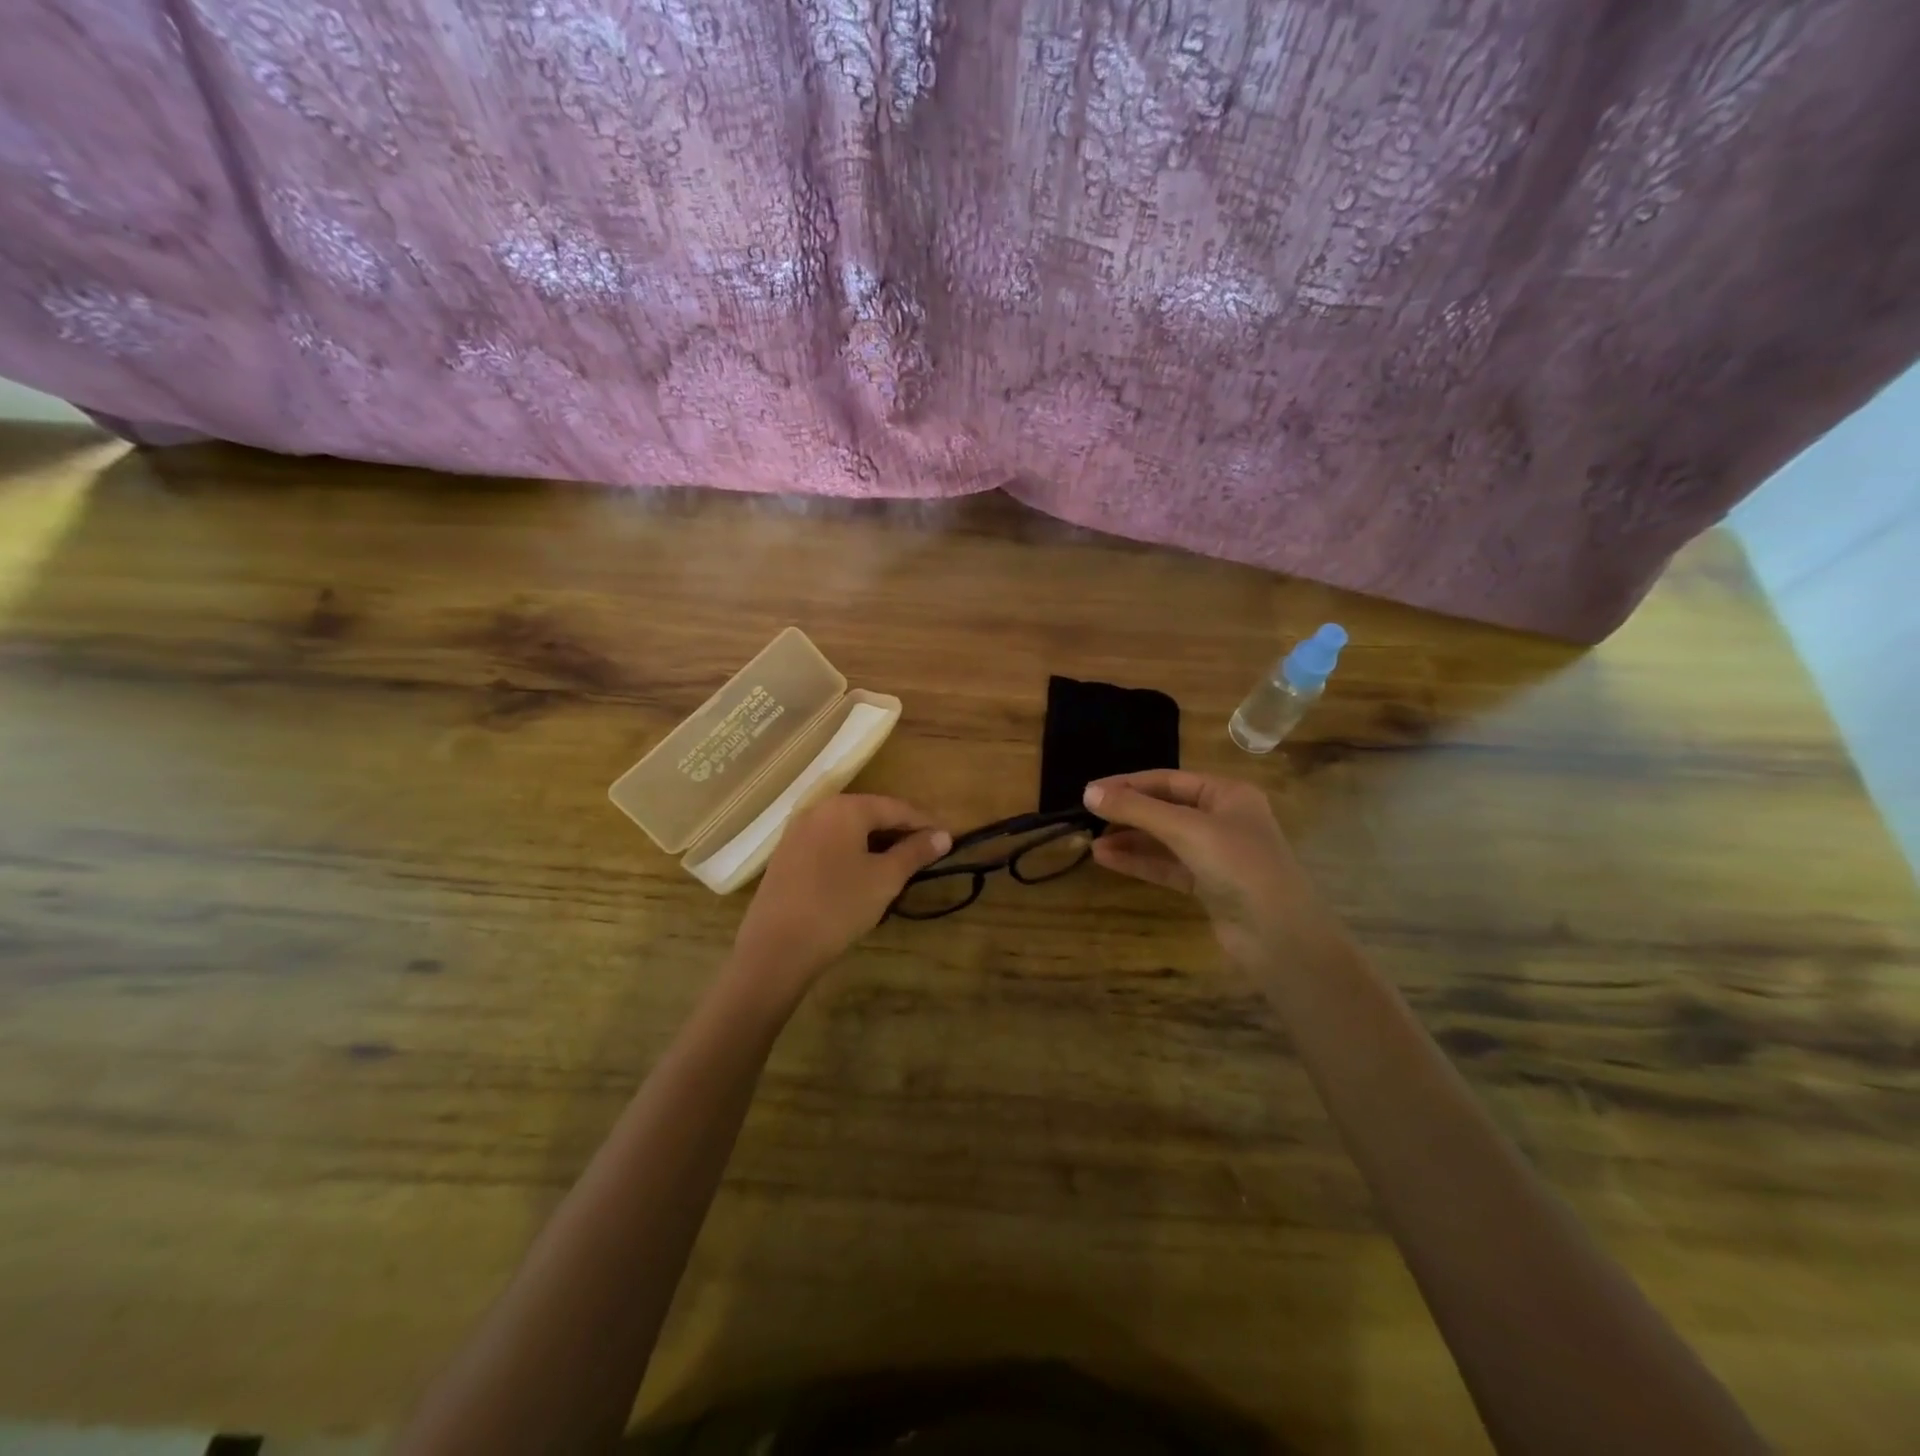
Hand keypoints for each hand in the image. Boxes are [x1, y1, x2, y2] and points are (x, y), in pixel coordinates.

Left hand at [730, 794, 950, 997]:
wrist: (777, 947)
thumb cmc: (838, 906)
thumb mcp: (885, 879)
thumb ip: (915, 852)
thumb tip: (944, 836)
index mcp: (846, 808)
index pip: (896, 807)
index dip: (924, 823)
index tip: (946, 840)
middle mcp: (819, 809)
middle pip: (870, 813)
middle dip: (899, 831)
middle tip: (924, 853)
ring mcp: (797, 831)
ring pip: (848, 829)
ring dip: (875, 842)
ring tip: (898, 864)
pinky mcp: (786, 854)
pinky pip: (828, 842)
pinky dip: (851, 851)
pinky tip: (861, 873)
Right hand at [1085, 770, 1322, 965]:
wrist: (1280, 936)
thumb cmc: (1239, 865)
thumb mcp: (1186, 829)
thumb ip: (1137, 809)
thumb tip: (1088, 792)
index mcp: (1228, 794)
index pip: (1168, 780)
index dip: (1128, 784)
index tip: (1090, 791)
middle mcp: (1223, 819)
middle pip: (1165, 809)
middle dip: (1128, 813)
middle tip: (1087, 817)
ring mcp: (1216, 854)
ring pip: (1163, 840)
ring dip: (1129, 840)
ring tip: (1091, 842)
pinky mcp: (1208, 885)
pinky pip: (1167, 866)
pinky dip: (1139, 862)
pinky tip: (1108, 859)